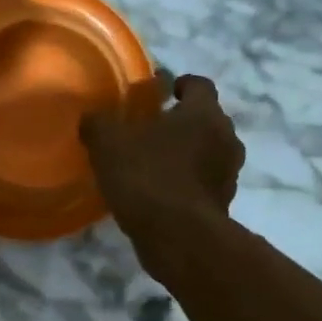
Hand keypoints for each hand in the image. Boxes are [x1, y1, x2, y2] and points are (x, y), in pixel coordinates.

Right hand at [79, 73, 244, 242]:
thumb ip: (99, 123)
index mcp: (204, 113)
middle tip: (151, 129)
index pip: (200, 85)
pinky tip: (160, 193)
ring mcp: (229, 174)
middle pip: (207, 119)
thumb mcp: (108, 143)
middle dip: (182, 121)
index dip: (181, 84)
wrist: (178, 237)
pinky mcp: (223, 204)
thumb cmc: (147, 176)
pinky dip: (186, 182)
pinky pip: (203, 183)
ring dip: (186, 154)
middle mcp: (226, 138)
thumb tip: (92, 118)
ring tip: (154, 163)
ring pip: (208, 152)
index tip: (162, 91)